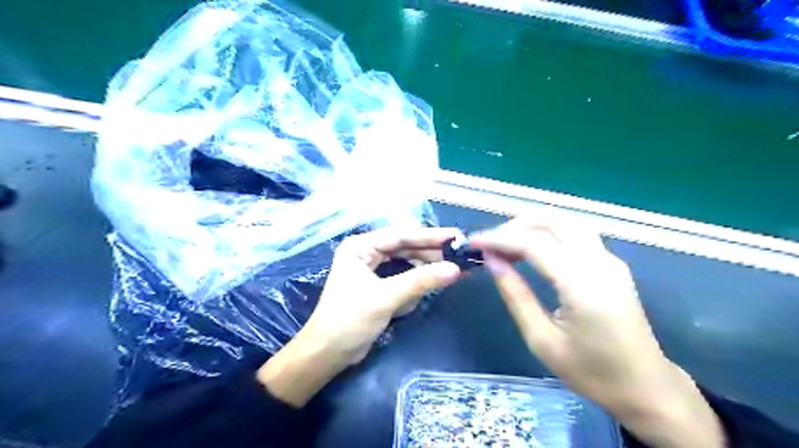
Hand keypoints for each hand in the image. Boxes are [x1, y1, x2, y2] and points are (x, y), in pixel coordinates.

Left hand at [260, 227, 461, 405]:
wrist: (327, 354)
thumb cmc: (349, 320)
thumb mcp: (386, 297)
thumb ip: (420, 281)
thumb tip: (455, 269)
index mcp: (360, 247)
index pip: (400, 235)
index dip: (430, 236)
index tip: (456, 236)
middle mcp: (366, 253)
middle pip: (405, 247)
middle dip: (430, 252)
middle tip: (459, 254)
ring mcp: (372, 270)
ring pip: (405, 262)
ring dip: (426, 268)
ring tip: (452, 269)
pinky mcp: (378, 286)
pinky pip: (402, 277)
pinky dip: (416, 282)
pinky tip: (433, 282)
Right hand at [469, 220, 724, 447]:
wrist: (646, 387)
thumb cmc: (592, 372)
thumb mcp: (542, 340)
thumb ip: (515, 294)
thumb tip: (492, 260)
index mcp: (582, 285)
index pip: (534, 243)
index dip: (499, 238)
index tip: (473, 242)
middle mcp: (600, 263)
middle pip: (552, 221)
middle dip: (515, 226)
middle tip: (489, 243)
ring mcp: (610, 260)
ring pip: (566, 222)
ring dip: (532, 225)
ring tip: (506, 243)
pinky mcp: (612, 263)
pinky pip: (575, 234)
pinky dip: (548, 232)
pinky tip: (531, 248)